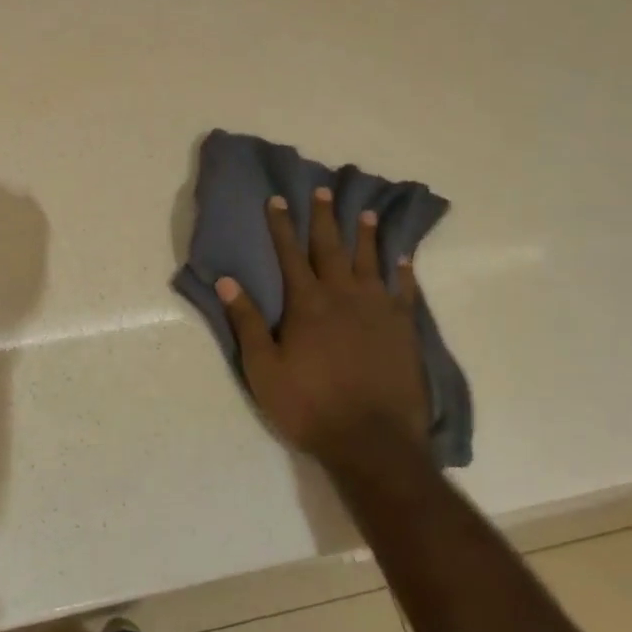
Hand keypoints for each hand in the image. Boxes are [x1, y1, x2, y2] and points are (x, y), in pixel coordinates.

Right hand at [217, 187, 430, 463]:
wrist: (372, 441)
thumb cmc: (310, 406)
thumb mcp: (264, 369)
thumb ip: (248, 322)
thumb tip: (227, 281)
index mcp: (307, 304)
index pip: (290, 254)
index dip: (281, 226)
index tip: (277, 200)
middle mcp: (343, 296)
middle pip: (331, 248)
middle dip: (324, 218)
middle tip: (323, 190)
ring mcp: (378, 310)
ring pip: (370, 261)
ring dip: (365, 235)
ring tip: (365, 212)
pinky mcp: (404, 328)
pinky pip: (404, 289)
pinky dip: (402, 269)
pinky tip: (402, 257)